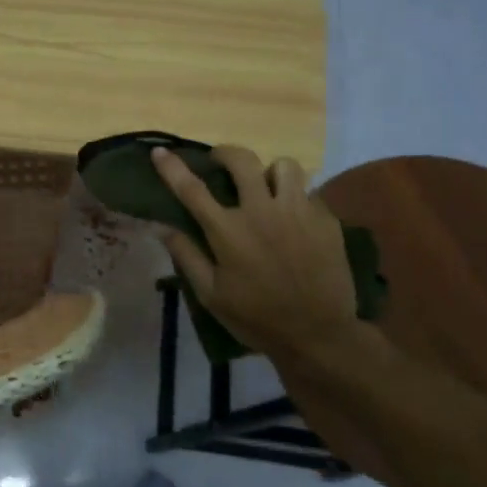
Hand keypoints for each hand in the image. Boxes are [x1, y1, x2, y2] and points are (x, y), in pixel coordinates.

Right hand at [151, 145, 359, 360]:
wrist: (319, 335)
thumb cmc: (256, 317)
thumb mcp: (211, 294)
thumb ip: (186, 255)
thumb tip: (161, 227)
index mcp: (228, 231)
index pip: (192, 189)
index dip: (172, 167)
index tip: (160, 152)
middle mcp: (262, 211)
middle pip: (242, 160)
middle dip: (226, 153)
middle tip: (221, 163)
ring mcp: (298, 212)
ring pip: (284, 166)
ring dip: (269, 172)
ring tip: (265, 188)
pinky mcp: (326, 220)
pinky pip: (308, 192)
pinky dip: (296, 198)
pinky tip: (293, 219)